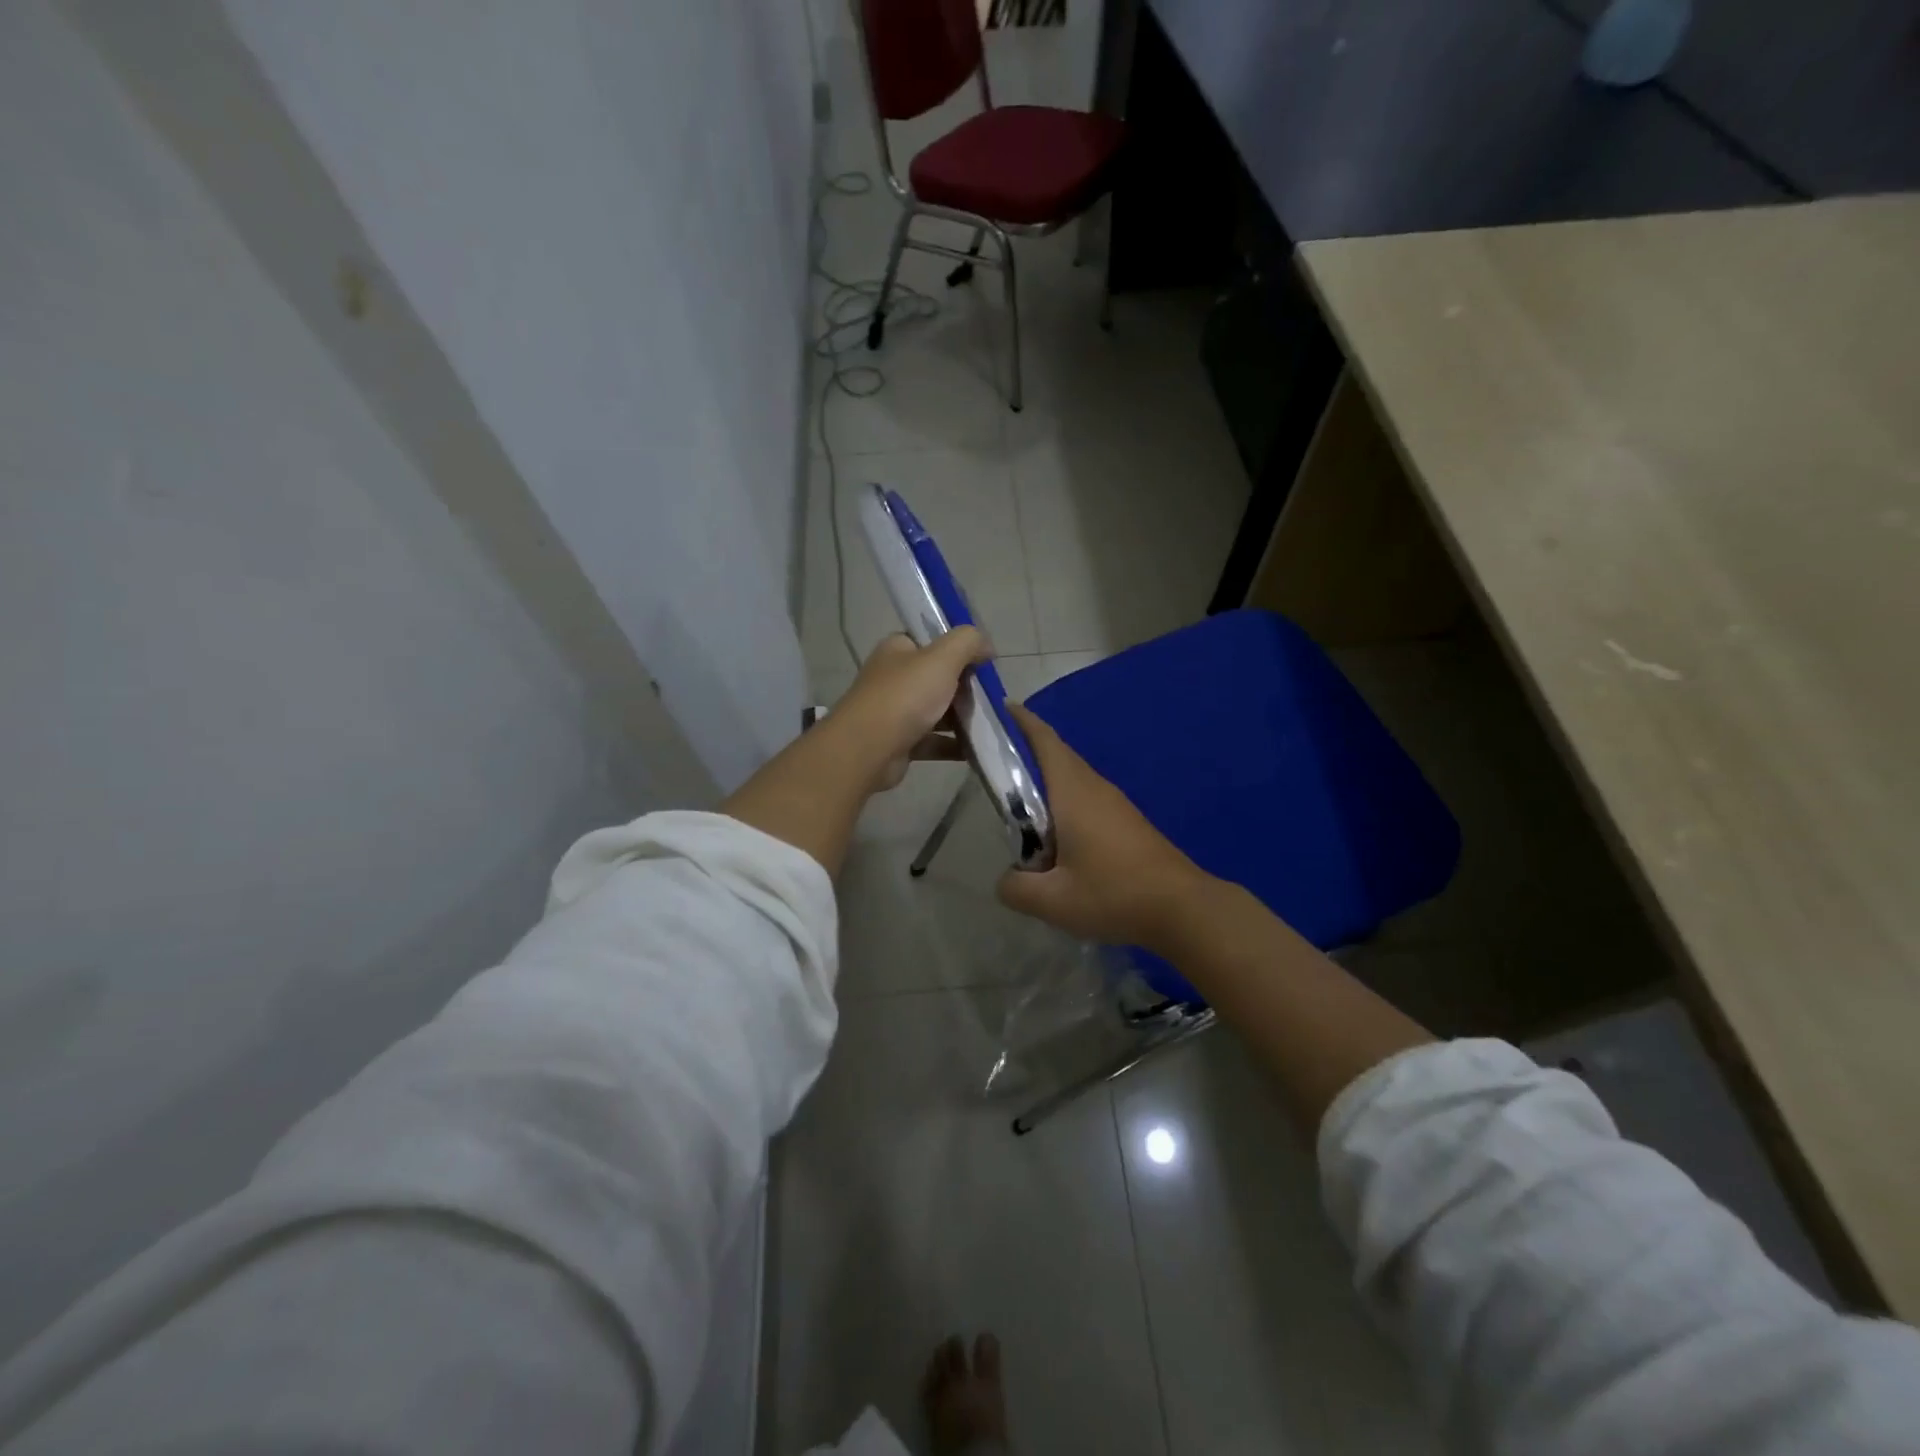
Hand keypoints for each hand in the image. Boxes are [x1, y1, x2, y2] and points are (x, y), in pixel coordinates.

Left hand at [830, 628, 992, 790]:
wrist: (868, 749)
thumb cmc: (905, 696)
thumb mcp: (942, 658)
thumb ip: (968, 642)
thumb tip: (987, 645)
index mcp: (898, 650)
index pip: (931, 641)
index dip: (958, 649)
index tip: (984, 663)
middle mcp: (893, 678)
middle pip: (937, 678)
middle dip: (965, 687)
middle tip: (992, 697)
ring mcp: (895, 712)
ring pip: (936, 711)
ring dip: (962, 718)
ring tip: (992, 724)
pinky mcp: (900, 743)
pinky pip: (933, 741)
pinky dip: (954, 745)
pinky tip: (977, 750)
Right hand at [995, 702, 1214, 950]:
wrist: (1182, 908)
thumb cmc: (1114, 894)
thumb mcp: (1052, 901)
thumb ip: (1016, 887)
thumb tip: (1007, 879)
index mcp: (1072, 790)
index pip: (1042, 739)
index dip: (1016, 720)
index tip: (992, 712)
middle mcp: (1093, 786)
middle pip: (1053, 754)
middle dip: (1021, 750)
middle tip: (987, 761)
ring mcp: (1113, 802)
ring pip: (1069, 777)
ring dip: (1040, 779)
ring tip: (1010, 800)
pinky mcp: (1124, 820)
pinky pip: (1083, 796)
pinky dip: (1059, 800)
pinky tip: (1049, 832)